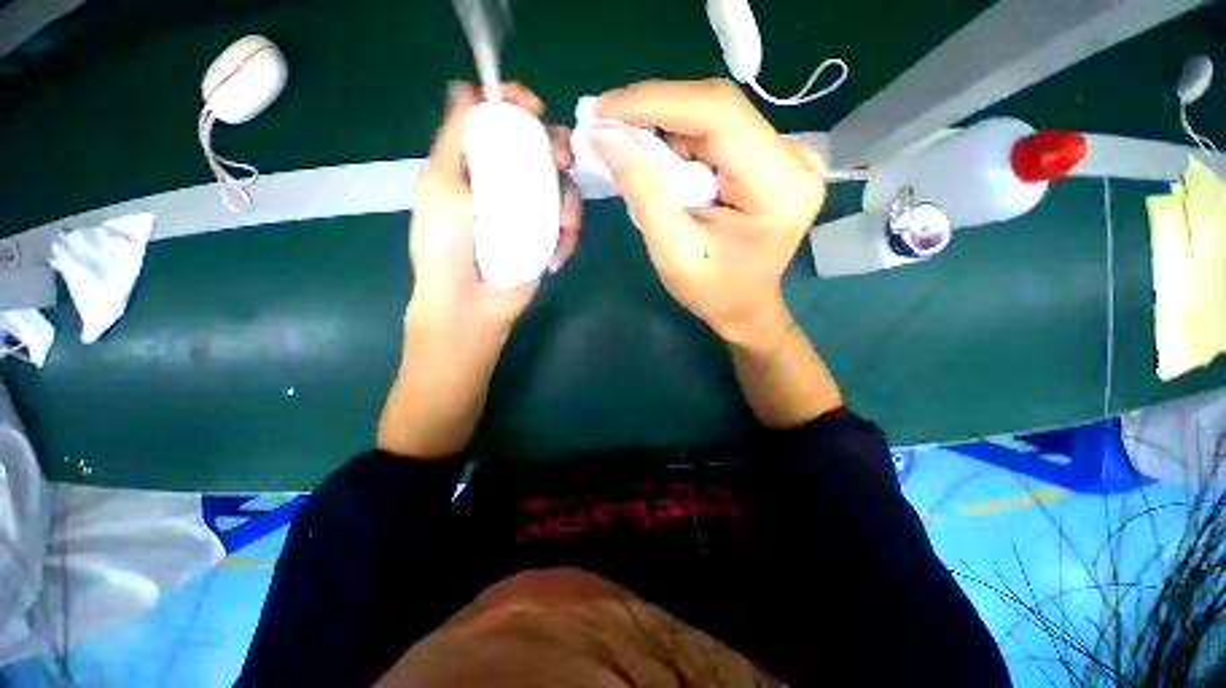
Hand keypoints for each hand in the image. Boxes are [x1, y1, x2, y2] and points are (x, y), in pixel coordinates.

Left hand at [408, 82, 581, 331]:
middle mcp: (507, 180)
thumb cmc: (447, 246)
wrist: (472, 303)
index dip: (518, 103)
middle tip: (561, 160)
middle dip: (556, 145)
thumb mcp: (441, 187)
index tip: (532, 107)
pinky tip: (556, 255)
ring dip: (569, 202)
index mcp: (477, 162)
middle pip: (540, 145)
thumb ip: (455, 139)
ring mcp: (531, 209)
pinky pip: (570, 221)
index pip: (501, 118)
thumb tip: (464, 87)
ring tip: (562, 228)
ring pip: (563, 184)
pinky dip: (569, 234)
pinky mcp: (548, 235)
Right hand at [588, 79, 826, 343]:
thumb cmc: (712, 291)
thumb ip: (643, 191)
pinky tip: (656, 153)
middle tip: (607, 123)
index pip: (719, 115)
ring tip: (625, 139)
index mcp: (780, 187)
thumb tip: (604, 135)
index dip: (657, 102)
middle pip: (717, 110)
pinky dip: (681, 139)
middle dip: (656, 112)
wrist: (745, 307)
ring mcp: (788, 155)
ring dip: (665, 126)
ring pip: (715, 117)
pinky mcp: (773, 158)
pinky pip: (719, 133)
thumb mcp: (673, 250)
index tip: (605, 108)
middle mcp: (794, 159)